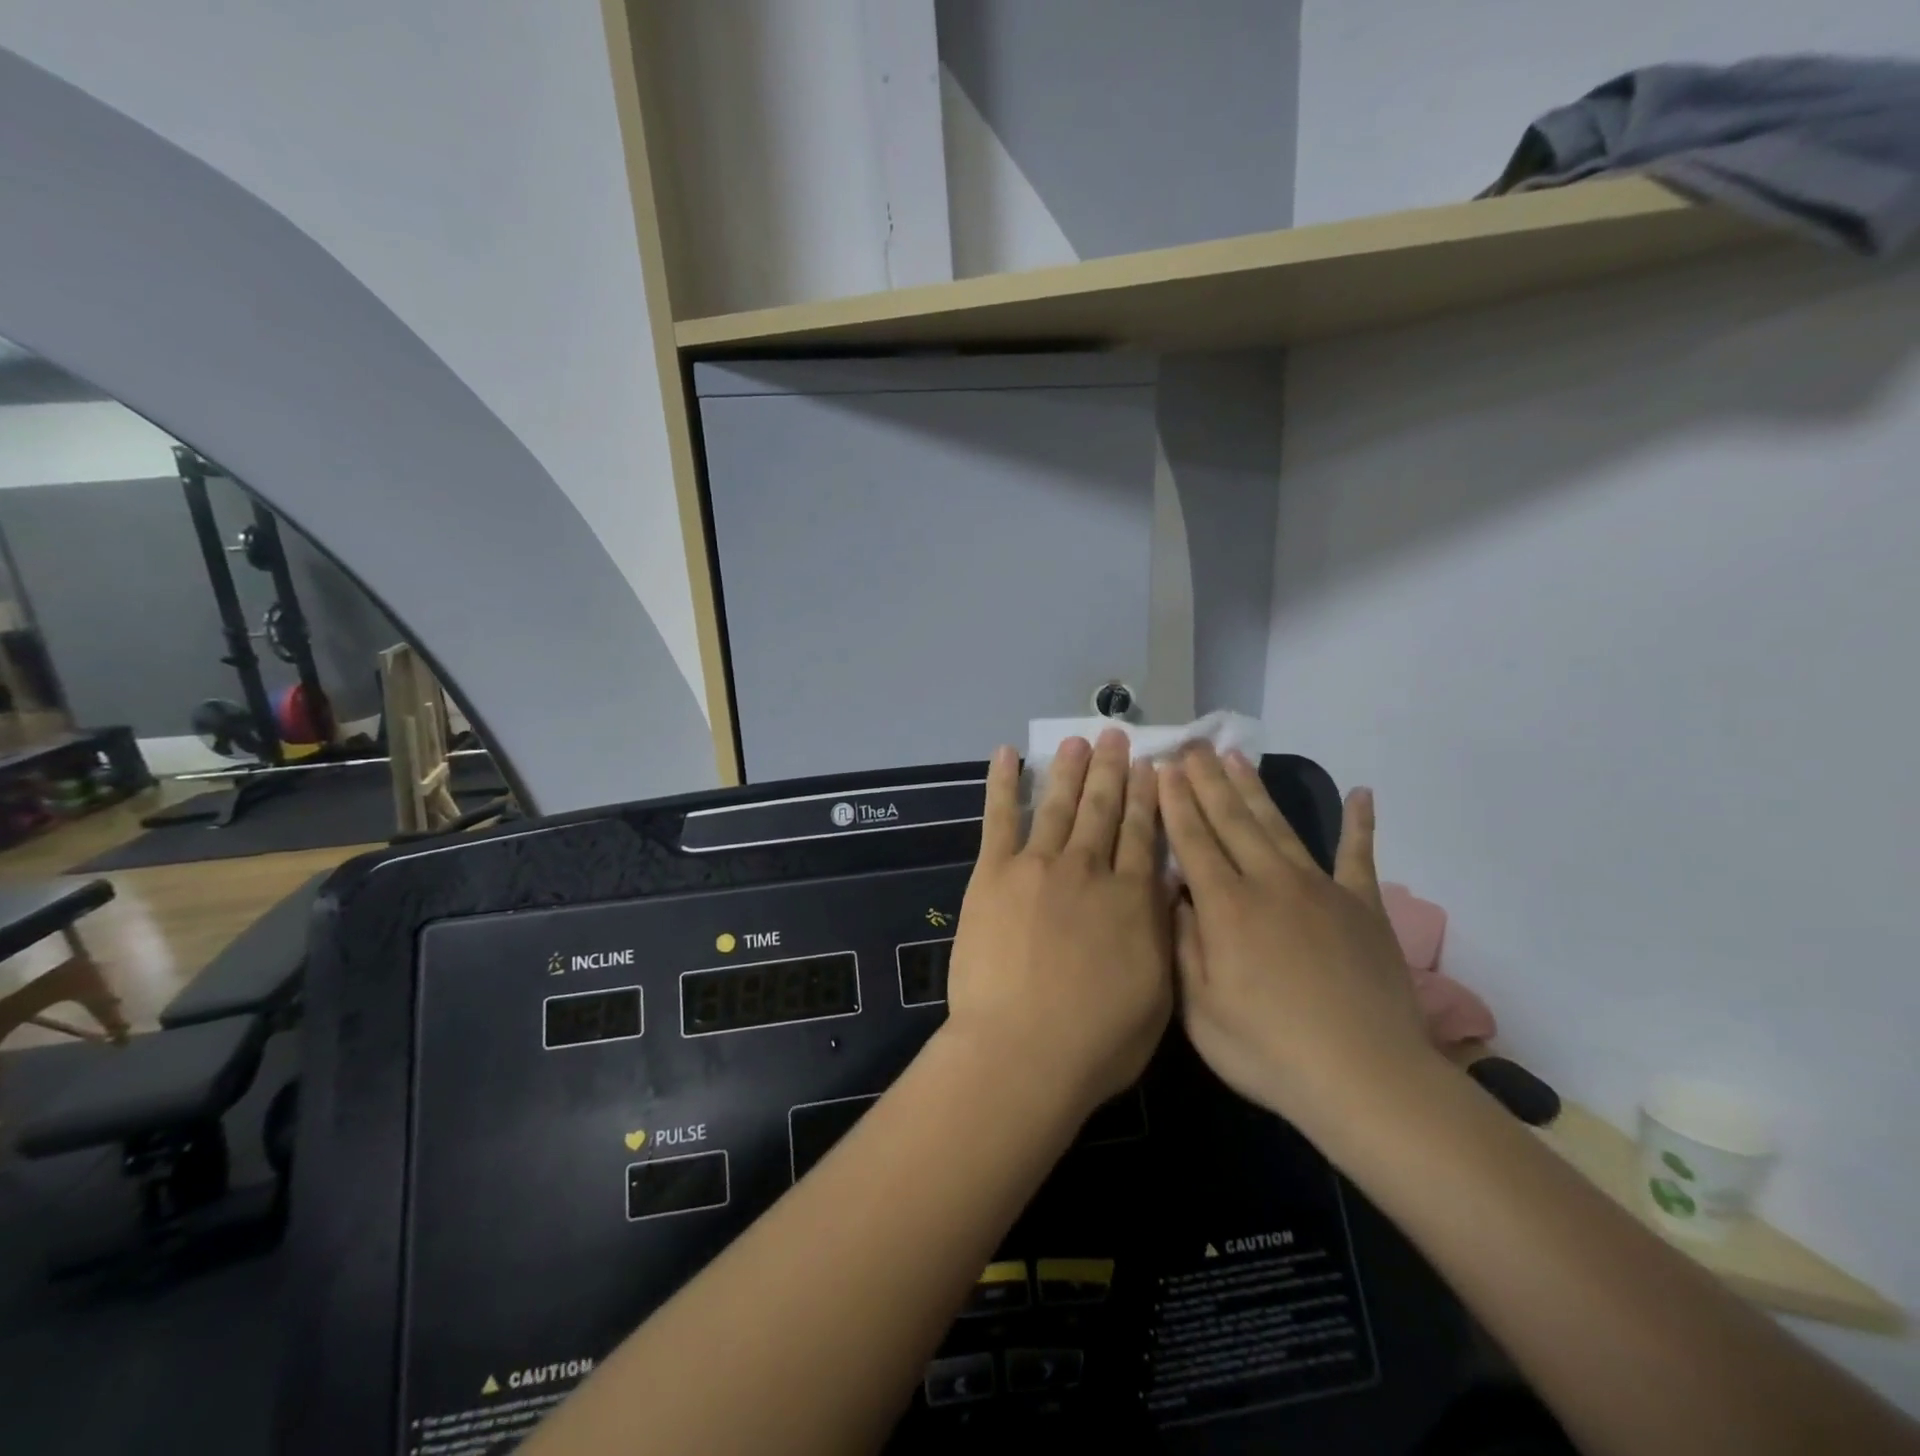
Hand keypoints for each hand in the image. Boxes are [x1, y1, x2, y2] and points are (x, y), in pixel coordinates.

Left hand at [943, 731, 1172, 1120]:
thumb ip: (1159, 933)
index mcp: (1131, 898)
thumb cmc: (1097, 1041)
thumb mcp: (1158, 993)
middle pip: (1103, 809)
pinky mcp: (993, 873)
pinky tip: (1006, 754)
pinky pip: (1000, 818)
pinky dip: (1002, 783)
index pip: (1142, 834)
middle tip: (1115, 735)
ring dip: (1069, 770)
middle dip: (1111, 770)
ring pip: (1059, 805)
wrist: (1023, 1051)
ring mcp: (1038, 866)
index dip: (1147, 797)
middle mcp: (1089, 870)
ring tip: (1077, 740)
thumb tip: (1162, 889)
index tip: (1151, 767)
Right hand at [1160, 746, 1435, 1133]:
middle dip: (1207, 781)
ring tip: (1236, 758)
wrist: (1366, 1078)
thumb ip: (1182, 945)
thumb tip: (1174, 895)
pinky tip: (1362, 794)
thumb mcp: (1199, 1010)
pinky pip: (1360, 856)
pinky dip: (1360, 825)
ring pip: (1279, 827)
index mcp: (1226, 907)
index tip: (1162, 768)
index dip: (1175, 802)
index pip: (1193, 840)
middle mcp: (1269, 883)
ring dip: (1255, 790)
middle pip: (1232, 820)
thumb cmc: (1268, 1051)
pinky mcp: (1363, 906)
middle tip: (1192, 747)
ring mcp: (1321, 890)